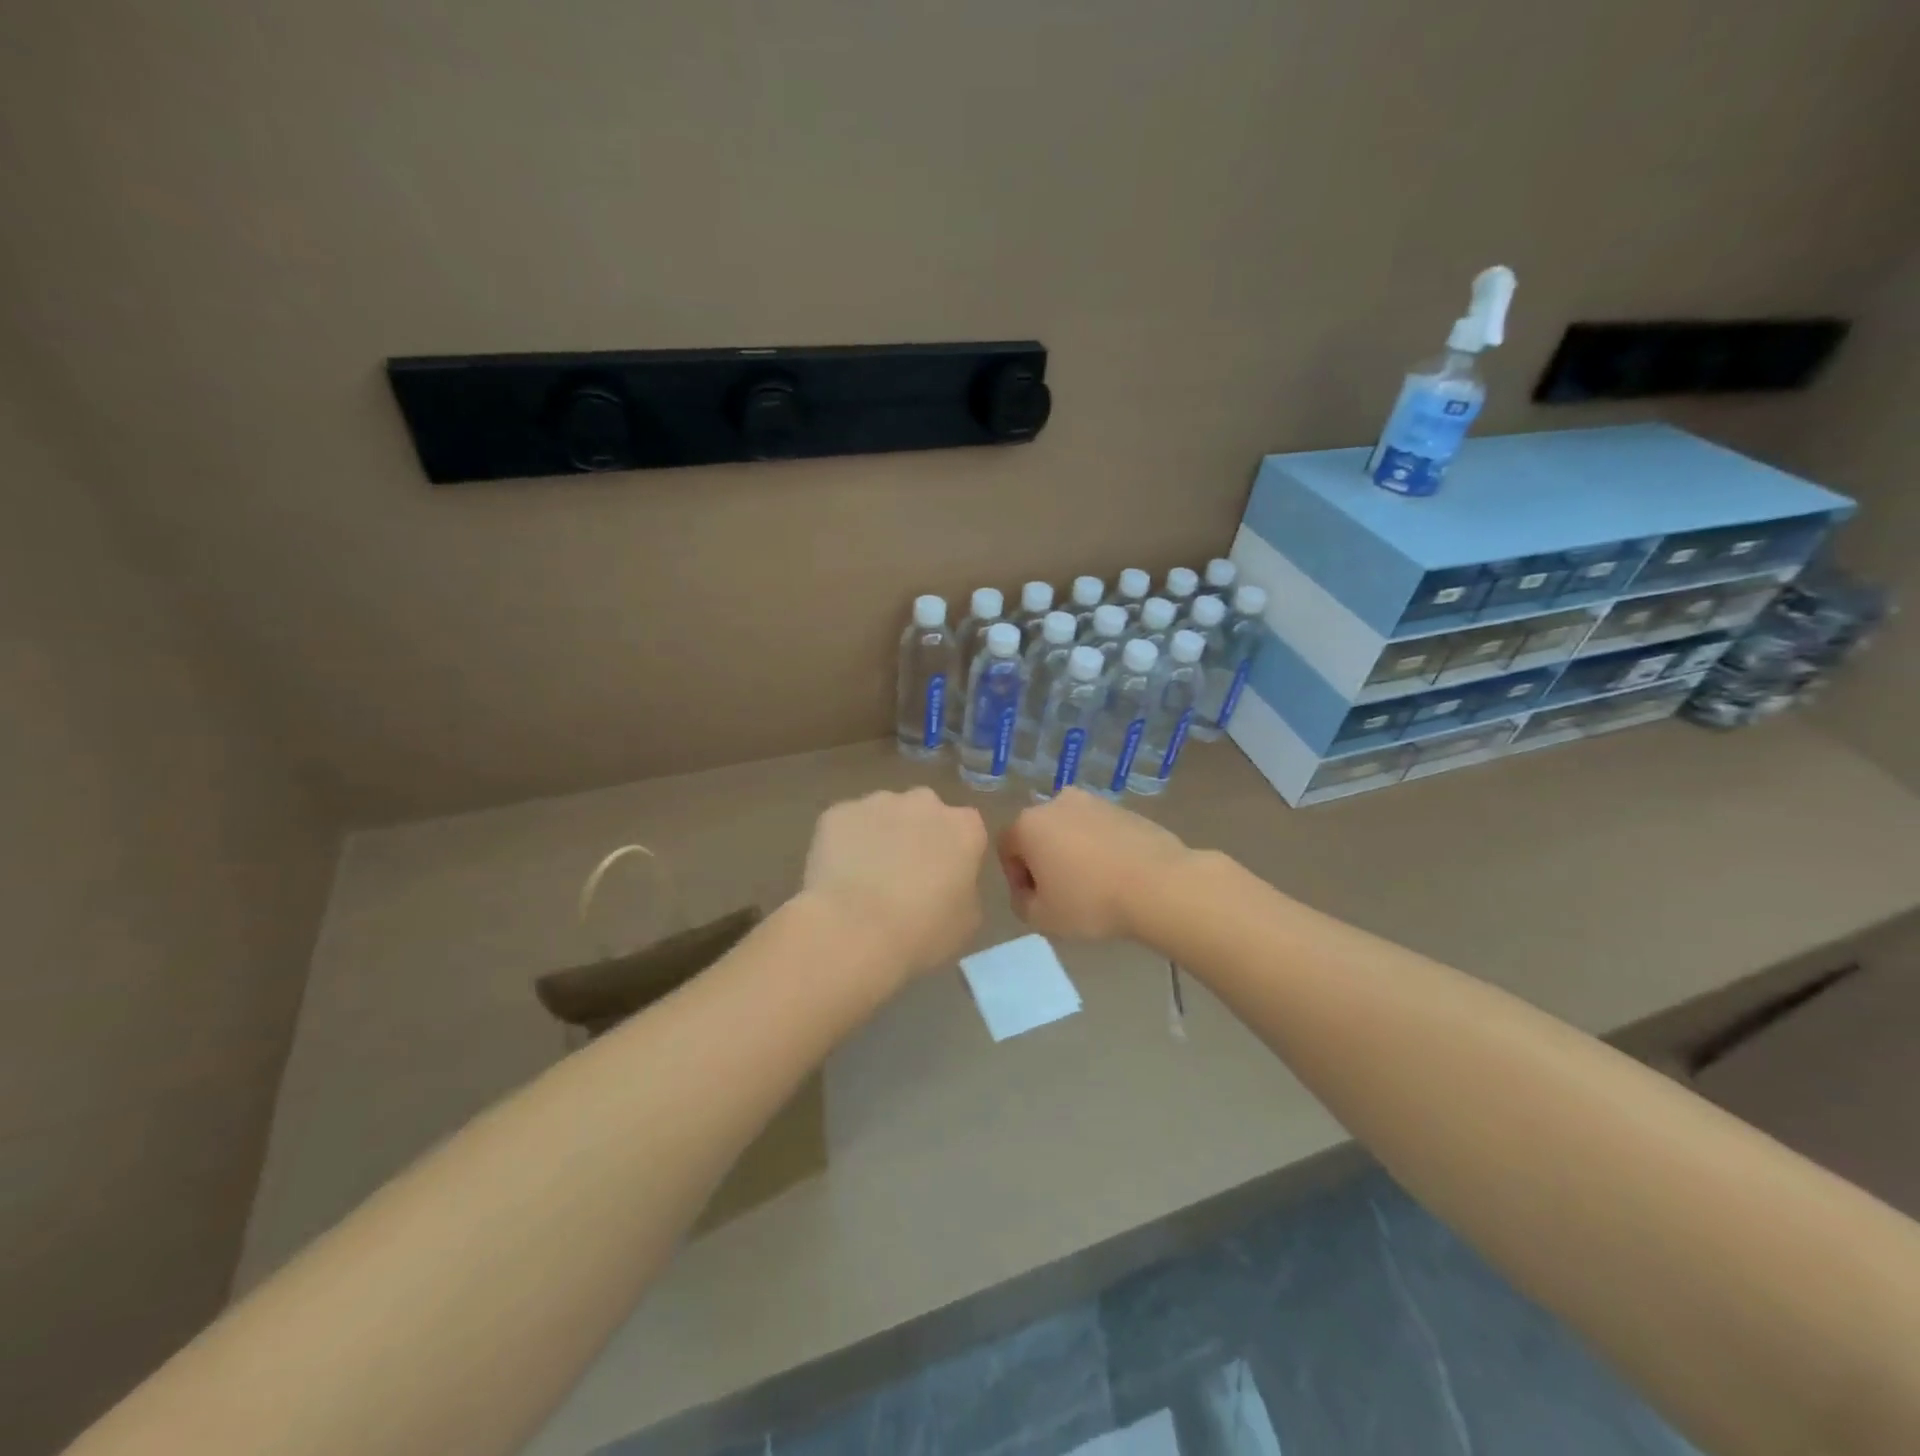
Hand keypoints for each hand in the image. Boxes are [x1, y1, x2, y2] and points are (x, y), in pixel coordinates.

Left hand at [801, 788, 987, 978]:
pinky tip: (838, 875)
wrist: (852, 930)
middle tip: (905, 875)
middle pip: (925, 812)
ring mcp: (877, 802)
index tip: (945, 878)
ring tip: (866, 877)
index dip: (955, 853)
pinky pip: (847, 824)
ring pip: (884, 813)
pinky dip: (844, 842)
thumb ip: (964, 888)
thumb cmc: (920, 931)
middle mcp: (924, 803)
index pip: (968, 829)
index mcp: (964, 828)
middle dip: (918, 835)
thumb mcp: (966, 921)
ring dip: (881, 835)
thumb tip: (950, 883)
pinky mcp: (838, 812)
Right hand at [997, 788, 1195, 941]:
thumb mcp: (1041, 918)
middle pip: (1039, 834)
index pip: (1007, 849)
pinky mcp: (1124, 809)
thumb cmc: (1090, 901)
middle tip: (1062, 894)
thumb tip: (1028, 892)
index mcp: (1029, 823)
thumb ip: (1021, 903)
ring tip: (1093, 886)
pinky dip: (1100, 849)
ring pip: (1071, 830)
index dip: (1016, 878)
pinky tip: (1116, 876)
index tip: (1035, 902)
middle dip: (1045, 861)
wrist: (1159, 885)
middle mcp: (1057, 803)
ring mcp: (1094, 802)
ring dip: (1073, 853)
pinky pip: (1100, 830)